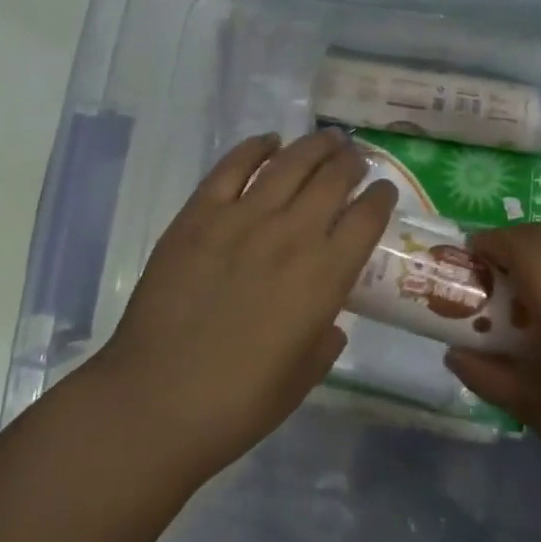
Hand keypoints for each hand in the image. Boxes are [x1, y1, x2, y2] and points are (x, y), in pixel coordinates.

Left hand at [87, 129, 397, 481]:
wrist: (156, 402)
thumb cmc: (240, 402)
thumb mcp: (304, 375)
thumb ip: (325, 339)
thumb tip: (328, 320)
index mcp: (326, 276)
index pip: (367, 218)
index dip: (381, 198)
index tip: (384, 192)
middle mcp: (293, 235)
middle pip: (333, 179)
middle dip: (351, 163)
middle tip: (355, 158)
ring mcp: (242, 219)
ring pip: (289, 163)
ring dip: (315, 146)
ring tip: (327, 139)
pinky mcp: (198, 216)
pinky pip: (233, 167)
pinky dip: (255, 148)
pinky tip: (269, 141)